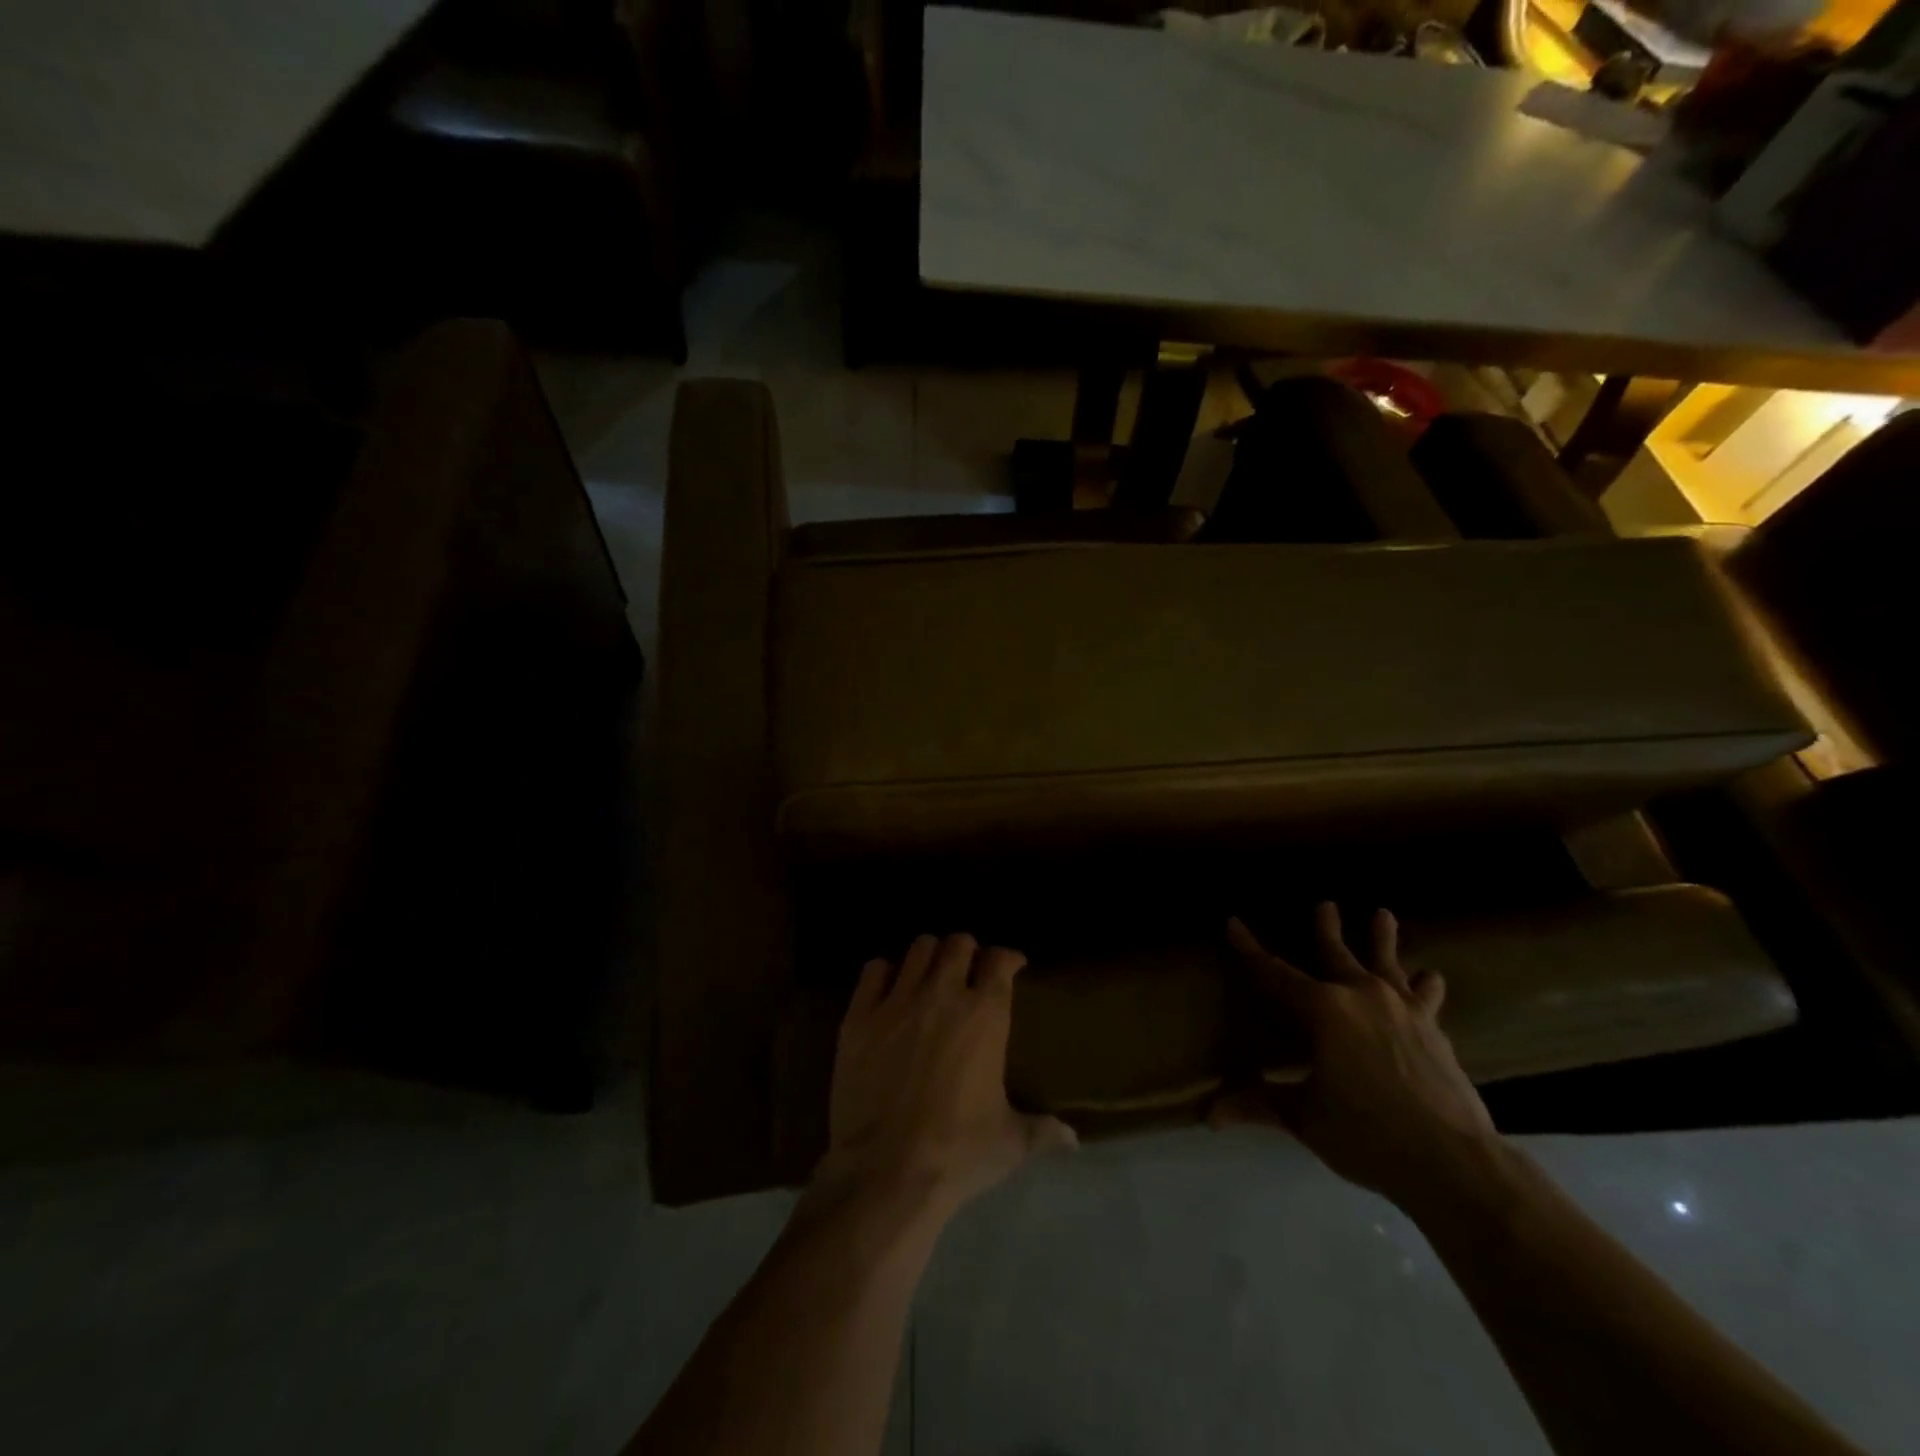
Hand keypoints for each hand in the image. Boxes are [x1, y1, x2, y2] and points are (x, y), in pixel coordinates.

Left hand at [815, 933, 1076, 1217]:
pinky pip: (873, 970)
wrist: (886, 1172)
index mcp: (985, 1016)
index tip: (1011, 965)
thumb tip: (1073, 1139)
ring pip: (918, 948)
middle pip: (958, 943)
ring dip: (929, 955)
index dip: (1008, 958)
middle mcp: (943, 995)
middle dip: (967, 950)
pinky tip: (889, 988)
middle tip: (968, 968)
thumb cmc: (957, 1153)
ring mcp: (898, 1002)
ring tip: (930, 972)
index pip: (1000, 961)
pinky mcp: (860, 1016)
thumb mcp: (1009, 1143)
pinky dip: (885, 972)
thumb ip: (1042, 1131)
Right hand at [1215, 903, 1499, 1210]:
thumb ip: (1260, 1104)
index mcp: (1323, 1010)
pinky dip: (1425, 985)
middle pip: (1336, 954)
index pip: (1275, 973)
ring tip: (1383, 914)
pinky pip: (1426, 998)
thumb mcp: (1305, 1118)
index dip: (1250, 949)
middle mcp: (1361, 996)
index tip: (1234, 923)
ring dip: (1383, 940)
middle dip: (1326, 928)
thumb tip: (1210, 1115)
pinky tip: (1431, 977)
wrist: (1454, 1162)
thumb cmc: (1367, 1134)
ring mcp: (1403, 1010)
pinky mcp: (1434, 1030)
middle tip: (1326, 904)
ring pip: (1387, 963)